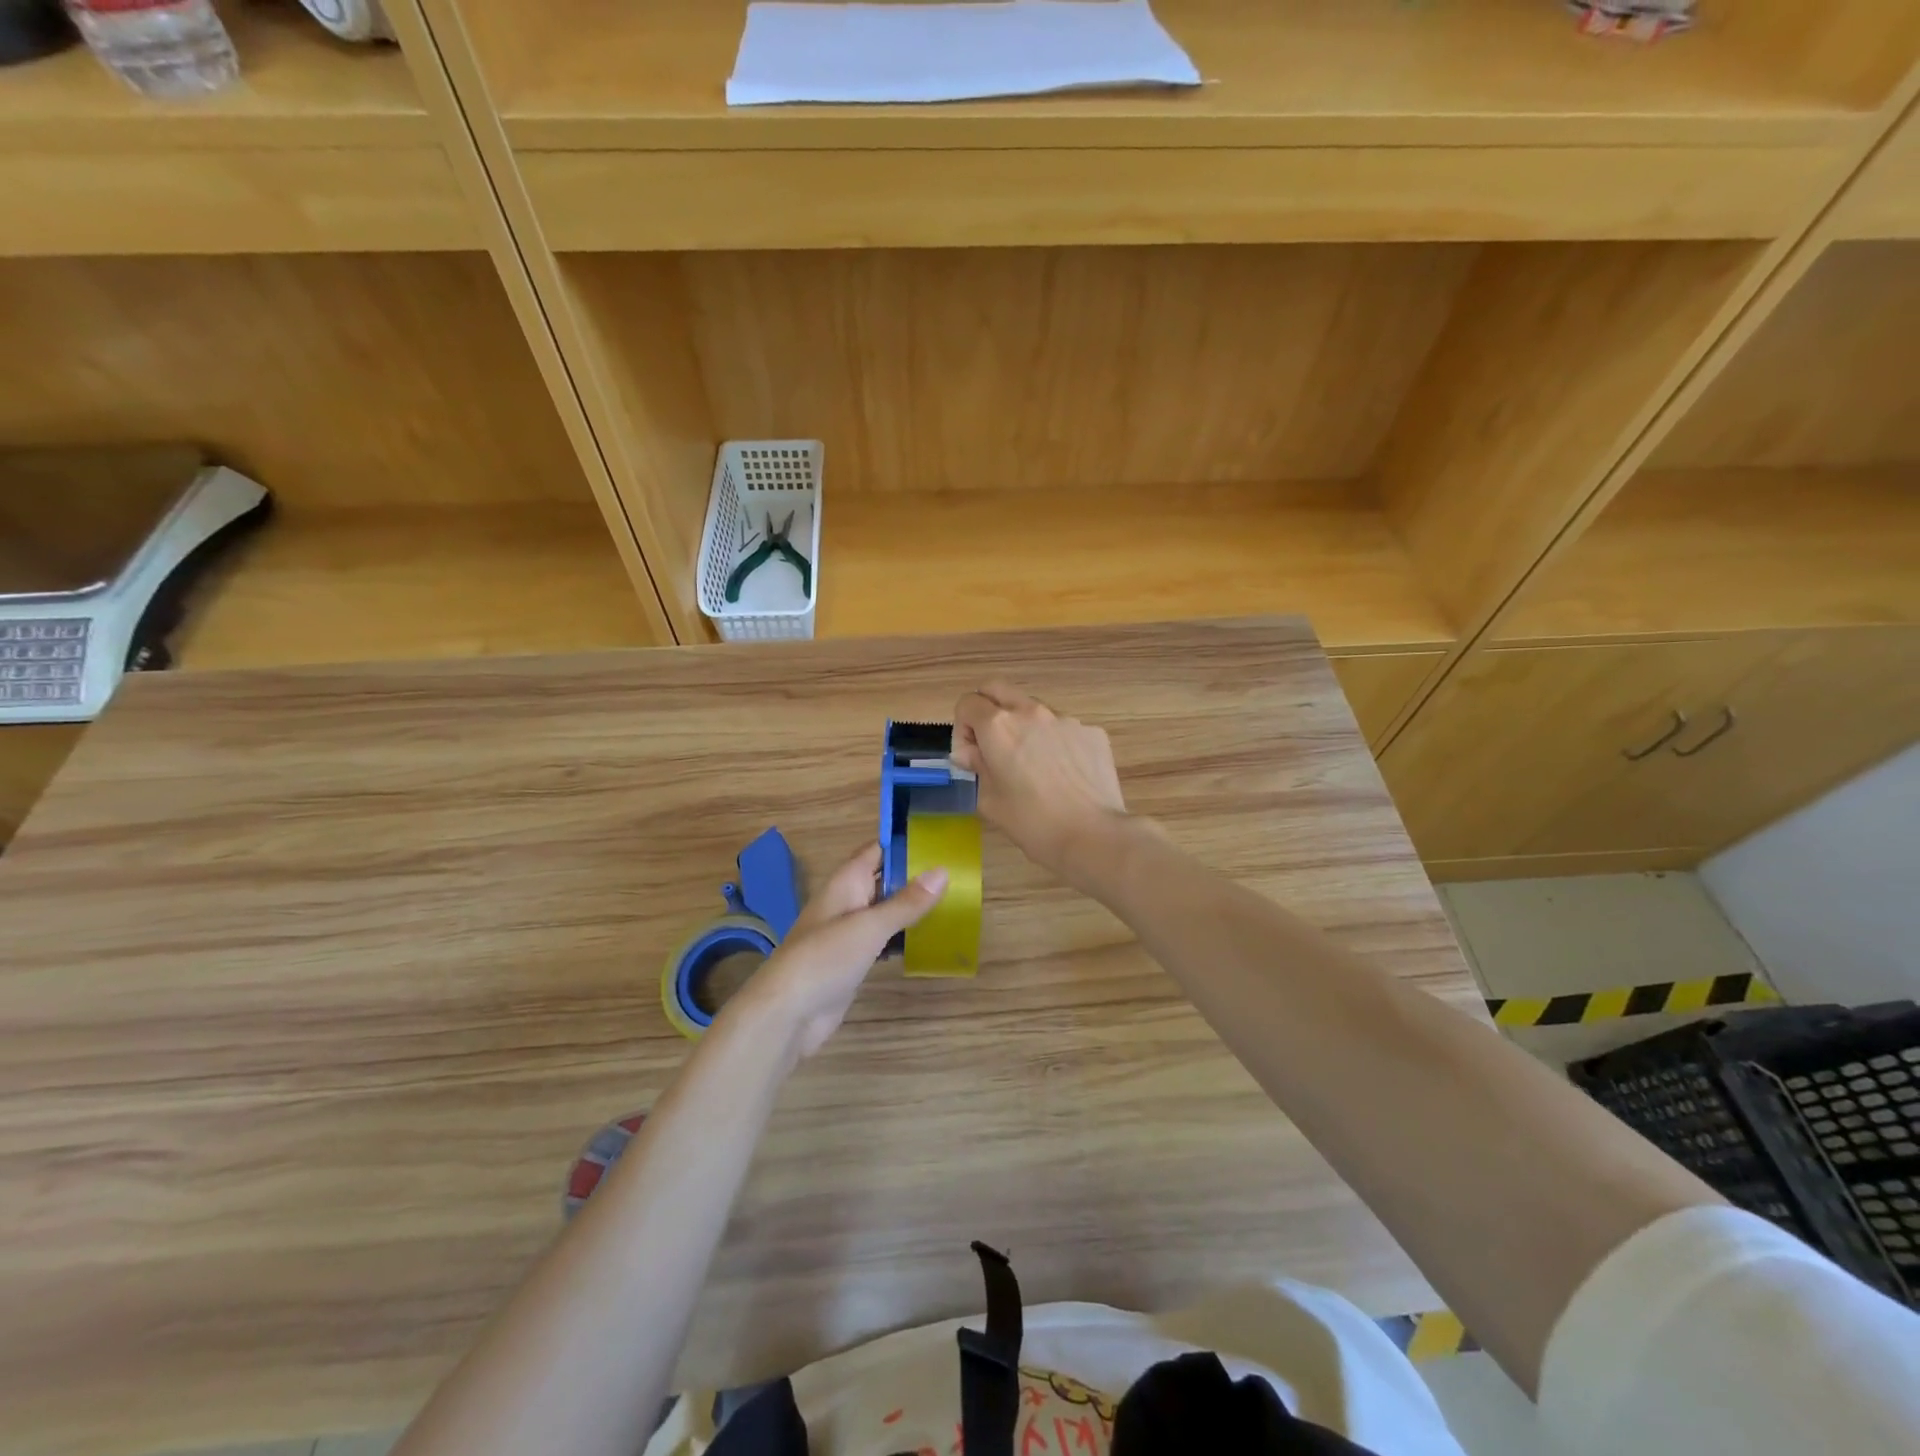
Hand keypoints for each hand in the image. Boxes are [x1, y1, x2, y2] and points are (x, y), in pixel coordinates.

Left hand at [735, 842, 946, 1063]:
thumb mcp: (870, 926)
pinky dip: (903, 936)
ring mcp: (849, 932)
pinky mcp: (853, 959)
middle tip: (957, 874)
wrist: (788, 1013)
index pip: (877, 850)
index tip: (941, 841)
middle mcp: (847, 901)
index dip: (905, 843)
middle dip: (915, 877)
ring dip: (911, 908)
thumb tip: (942, 871)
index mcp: (846, 882)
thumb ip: (907, 902)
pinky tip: (928, 940)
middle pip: (884, 880)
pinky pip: (883, 939)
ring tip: (953, 903)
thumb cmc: (826, 958)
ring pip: (885, 910)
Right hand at [952, 681, 1127, 879]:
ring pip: (1033, 710)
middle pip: (997, 689)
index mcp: (999, 726)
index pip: (967, 703)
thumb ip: (976, 767)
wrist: (1093, 836)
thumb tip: (972, 753)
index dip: (962, 730)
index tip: (972, 757)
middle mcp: (1031, 712)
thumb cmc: (1032, 823)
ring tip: (1033, 766)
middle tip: (993, 746)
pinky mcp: (1092, 732)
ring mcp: (1066, 719)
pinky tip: (1063, 775)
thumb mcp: (990, 801)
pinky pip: (1063, 729)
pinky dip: (1055, 743)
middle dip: (987, 711)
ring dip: (1024, 727)